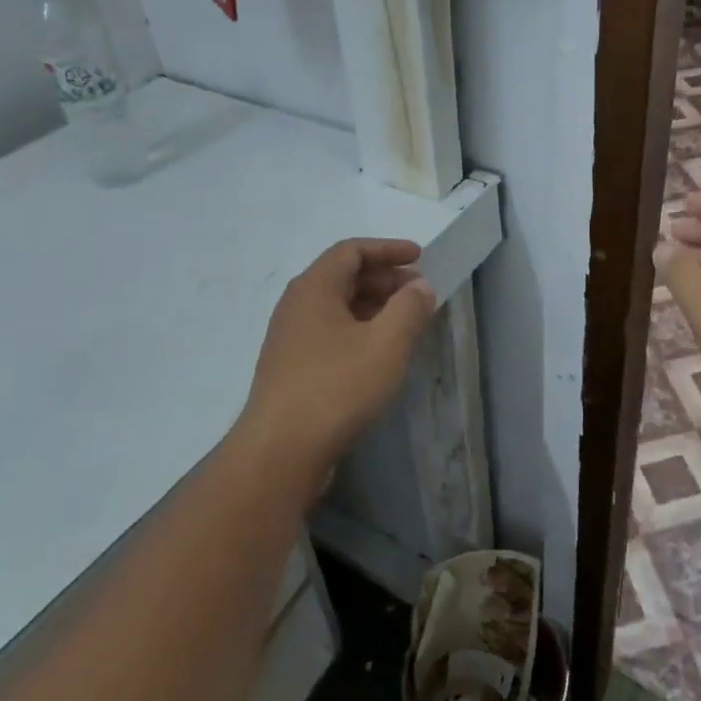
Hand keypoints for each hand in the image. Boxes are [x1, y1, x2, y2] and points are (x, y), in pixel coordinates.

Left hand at [239, 239, 436, 480]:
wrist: (280, 451)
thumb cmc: (337, 387)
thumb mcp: (386, 343)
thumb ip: (409, 308)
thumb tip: (418, 286)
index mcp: (314, 288)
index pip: (351, 251)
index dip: (387, 249)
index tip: (419, 257)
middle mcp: (296, 306)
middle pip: (342, 276)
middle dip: (383, 278)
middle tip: (417, 291)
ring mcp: (289, 339)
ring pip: (336, 307)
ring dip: (372, 305)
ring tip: (404, 321)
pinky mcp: (290, 368)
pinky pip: (329, 332)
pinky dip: (358, 329)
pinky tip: (377, 353)